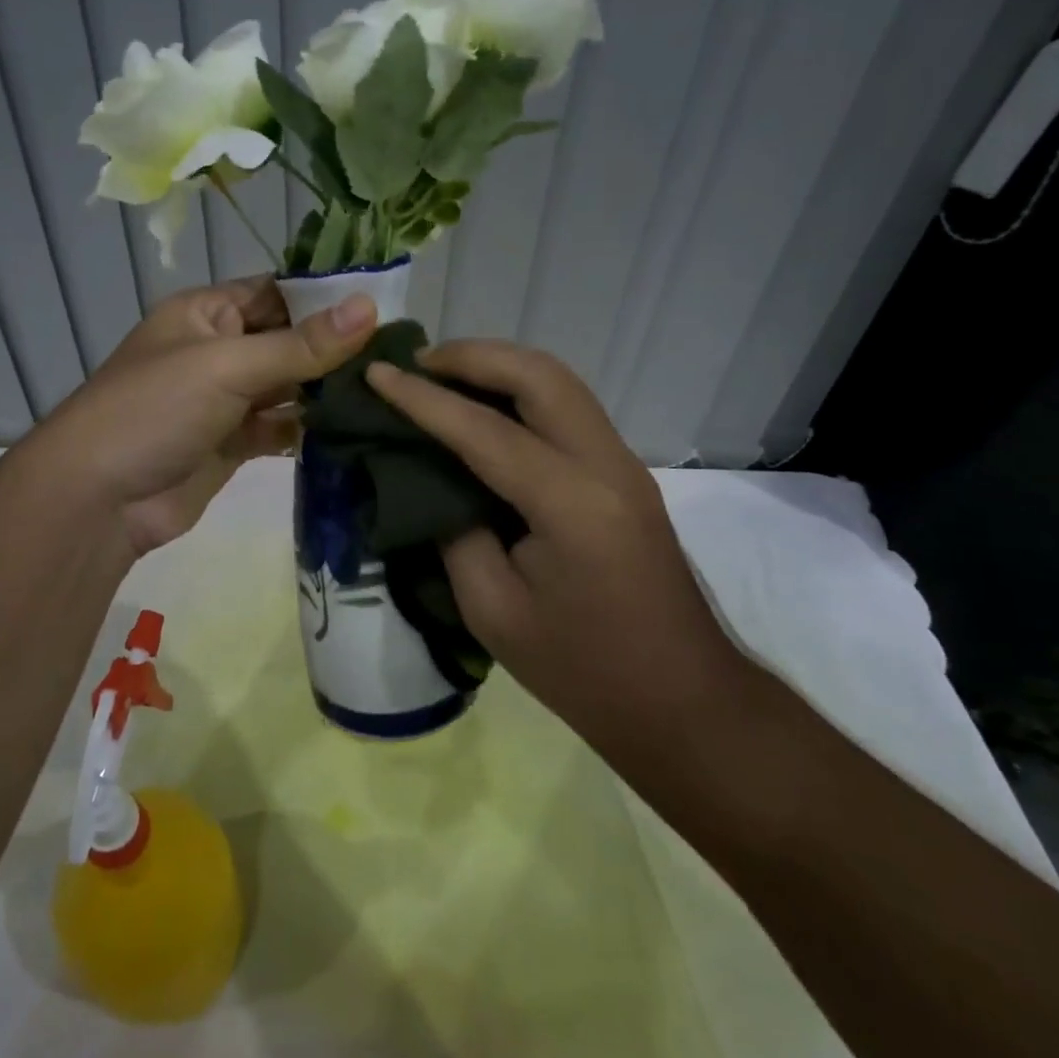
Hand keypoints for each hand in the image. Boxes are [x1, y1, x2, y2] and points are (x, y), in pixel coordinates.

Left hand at [26, 276, 376, 555]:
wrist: (98, 501)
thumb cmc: (155, 410)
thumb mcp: (227, 366)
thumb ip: (300, 344)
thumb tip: (370, 307)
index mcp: (206, 314)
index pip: (275, 292)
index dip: (325, 297)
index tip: (385, 304)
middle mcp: (217, 351)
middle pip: (286, 340)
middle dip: (334, 347)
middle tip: (398, 353)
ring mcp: (224, 400)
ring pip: (286, 387)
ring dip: (326, 390)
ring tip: (385, 389)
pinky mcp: (232, 444)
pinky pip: (279, 428)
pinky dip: (309, 429)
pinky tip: (352, 429)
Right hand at [366, 340, 743, 748]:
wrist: (682, 701)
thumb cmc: (582, 670)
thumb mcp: (493, 610)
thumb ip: (456, 533)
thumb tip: (433, 483)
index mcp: (570, 505)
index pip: (484, 430)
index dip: (422, 399)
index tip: (376, 373)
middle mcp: (605, 465)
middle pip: (538, 374)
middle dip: (472, 356)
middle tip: (416, 363)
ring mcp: (623, 464)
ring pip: (559, 381)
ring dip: (499, 365)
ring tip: (443, 374)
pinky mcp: (624, 473)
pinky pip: (568, 406)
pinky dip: (521, 389)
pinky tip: (485, 407)